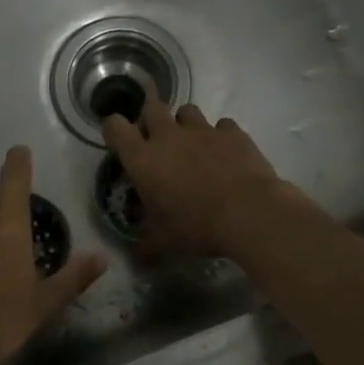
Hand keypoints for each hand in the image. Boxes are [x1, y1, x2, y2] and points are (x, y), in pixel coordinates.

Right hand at [102, 100, 301, 257]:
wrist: (249, 213)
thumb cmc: (196, 227)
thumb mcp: (164, 244)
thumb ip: (146, 247)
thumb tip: (137, 258)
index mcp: (143, 159)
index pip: (115, 127)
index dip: (114, 130)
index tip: (120, 142)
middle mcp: (169, 136)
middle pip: (151, 107)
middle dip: (151, 119)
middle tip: (157, 142)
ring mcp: (203, 130)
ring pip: (187, 111)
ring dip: (185, 124)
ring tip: (192, 145)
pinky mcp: (233, 133)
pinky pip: (222, 125)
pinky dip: (220, 135)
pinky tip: (225, 153)